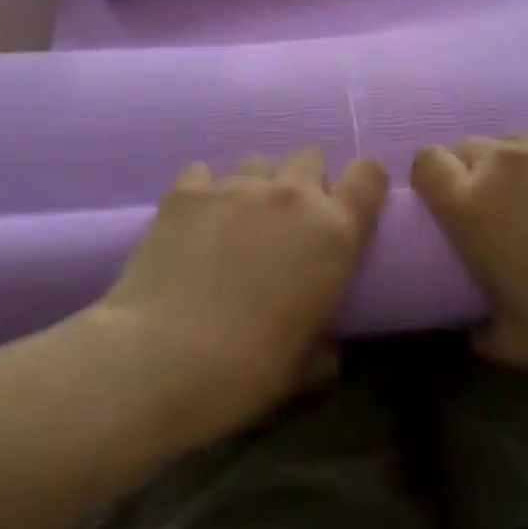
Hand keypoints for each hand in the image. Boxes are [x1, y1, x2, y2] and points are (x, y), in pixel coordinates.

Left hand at [97, 147, 387, 437]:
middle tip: (288, 223)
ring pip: (257, 163)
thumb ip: (324, 346)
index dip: (363, 185)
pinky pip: (204, 173)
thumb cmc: (246, 372)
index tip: (351, 207)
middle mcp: (290, 195)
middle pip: (309, 157)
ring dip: (256, 186)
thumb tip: (325, 349)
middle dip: (305, 182)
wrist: (159, 360)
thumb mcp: (304, 370)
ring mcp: (235, 186)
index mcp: (334, 232)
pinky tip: (193, 223)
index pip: (368, 175)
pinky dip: (205, 192)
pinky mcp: (186, 190)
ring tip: (236, 223)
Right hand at [411, 131, 527, 376]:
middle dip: (471, 174)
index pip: (425, 161)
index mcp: (471, 206)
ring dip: (514, 167)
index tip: (449, 207)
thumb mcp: (519, 345)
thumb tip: (476, 325)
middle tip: (500, 212)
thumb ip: (481, 330)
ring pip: (512, 142)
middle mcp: (502, 161)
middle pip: (465, 147)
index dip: (432, 181)